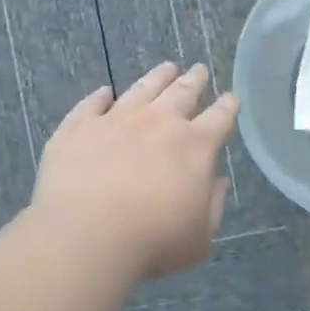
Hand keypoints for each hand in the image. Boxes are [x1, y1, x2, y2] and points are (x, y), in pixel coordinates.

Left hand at [31, 62, 238, 280]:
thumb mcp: (199, 236)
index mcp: (196, 146)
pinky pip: (92, 103)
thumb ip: (212, 205)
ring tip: (166, 68)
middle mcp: (160, 122)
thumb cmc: (153, 242)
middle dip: (195, 80)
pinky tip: (103, 92)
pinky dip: (100, 96)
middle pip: (183, 92)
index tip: (231, 98)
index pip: (220, 117)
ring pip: (142, 88)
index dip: (228, 106)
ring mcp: (117, 119)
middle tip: (199, 70)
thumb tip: (218, 182)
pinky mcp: (79, 126)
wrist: (86, 236)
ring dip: (157, 77)